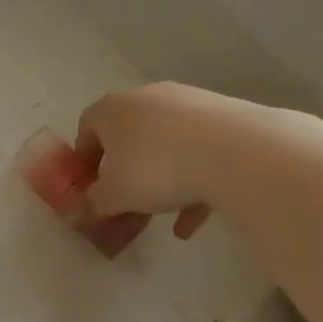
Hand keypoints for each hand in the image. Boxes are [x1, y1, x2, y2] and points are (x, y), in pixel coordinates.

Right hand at [75, 83, 275, 237]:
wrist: (238, 153)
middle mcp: (148, 98)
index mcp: (113, 109)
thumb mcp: (115, 196)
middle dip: (124, 170)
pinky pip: (199, 152)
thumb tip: (84, 209)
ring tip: (160, 216)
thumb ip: (93, 203)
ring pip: (165, 145)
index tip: (88, 185)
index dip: (83, 158)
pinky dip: (192, 183)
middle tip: (123, 200)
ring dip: (159, 179)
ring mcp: (189, 104)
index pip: (87, 126)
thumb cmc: (157, 169)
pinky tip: (191, 223)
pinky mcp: (224, 117)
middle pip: (128, 134)